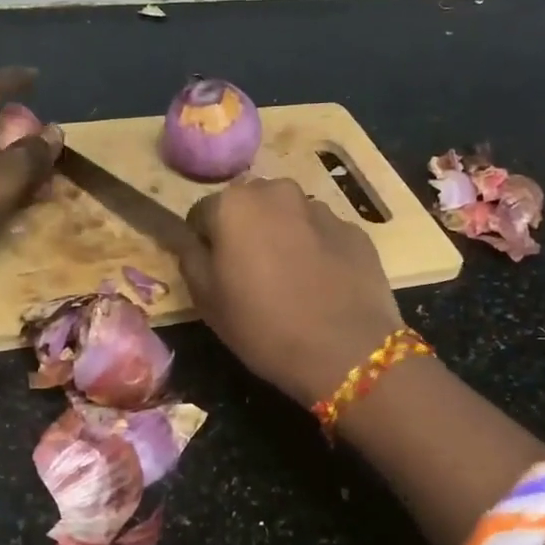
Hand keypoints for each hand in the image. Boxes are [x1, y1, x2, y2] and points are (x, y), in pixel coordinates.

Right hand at [181, 177, 403, 405]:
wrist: (346, 351)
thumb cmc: (262, 325)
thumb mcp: (206, 300)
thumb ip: (190, 258)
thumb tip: (191, 240)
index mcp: (234, 205)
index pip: (202, 213)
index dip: (204, 243)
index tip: (213, 273)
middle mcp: (277, 193)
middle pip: (249, 206)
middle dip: (245, 231)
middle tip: (250, 275)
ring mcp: (321, 209)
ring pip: (288, 217)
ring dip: (282, 238)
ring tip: (290, 282)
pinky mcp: (354, 231)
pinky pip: (321, 235)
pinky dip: (315, 250)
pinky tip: (320, 286)